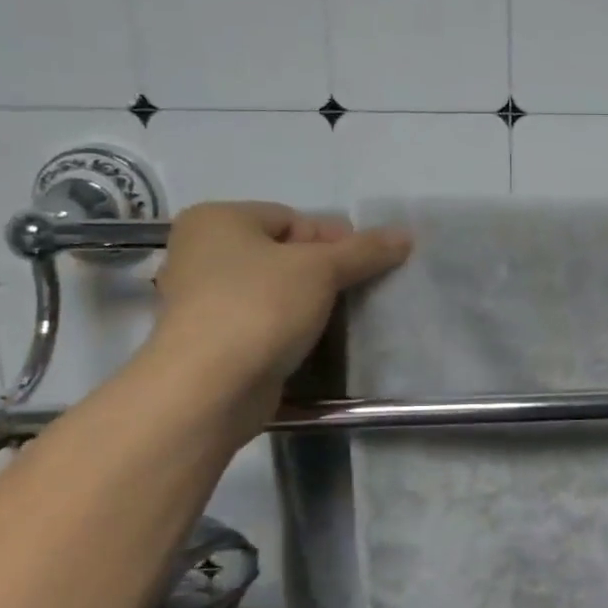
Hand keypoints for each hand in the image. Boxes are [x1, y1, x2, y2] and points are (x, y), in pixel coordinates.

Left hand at [149, 202, 411, 419]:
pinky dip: (288, 327)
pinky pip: (262, 321)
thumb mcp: (322, 269)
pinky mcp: (211, 340)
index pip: (293, 218)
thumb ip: (365, 250)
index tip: (365, 265)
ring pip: (274, 289)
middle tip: (358, 291)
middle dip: (324, 271)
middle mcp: (201, 252)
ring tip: (341, 318)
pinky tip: (314, 341)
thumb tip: (406, 235)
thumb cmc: (259, 308)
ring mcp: (202, 299)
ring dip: (309, 302)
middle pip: (284, 253)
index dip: (334, 239)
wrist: (208, 389)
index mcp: (217, 220)